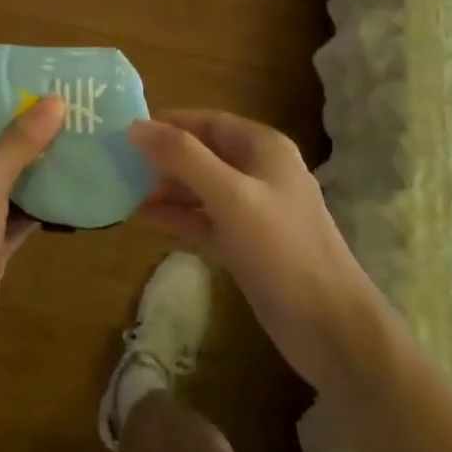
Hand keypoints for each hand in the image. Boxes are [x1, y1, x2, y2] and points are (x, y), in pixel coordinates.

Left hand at [0, 96, 64, 387]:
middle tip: (68, 115)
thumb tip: (55, 100)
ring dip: (34, 171)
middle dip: (23, 134)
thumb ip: (20, 141)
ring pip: (2, 184)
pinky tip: (72, 195)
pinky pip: (13, 219)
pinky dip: (37, 209)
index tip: (37, 88)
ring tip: (78, 146)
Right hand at [130, 110, 389, 394]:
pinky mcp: (247, 245)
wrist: (331, 329)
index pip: (208, 121)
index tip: (127, 131)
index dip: (169, 122)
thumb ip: (183, 157)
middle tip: (119, 164)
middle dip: (164, 157)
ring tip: (124, 191)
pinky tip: (146, 218)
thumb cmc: (282, 249)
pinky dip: (179, 217)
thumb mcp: (230, 196)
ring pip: (202, 188)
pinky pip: (205, 220)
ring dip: (167, 188)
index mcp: (263, 148)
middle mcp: (259, 172)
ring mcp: (254, 211)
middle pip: (203, 153)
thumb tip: (136, 127)